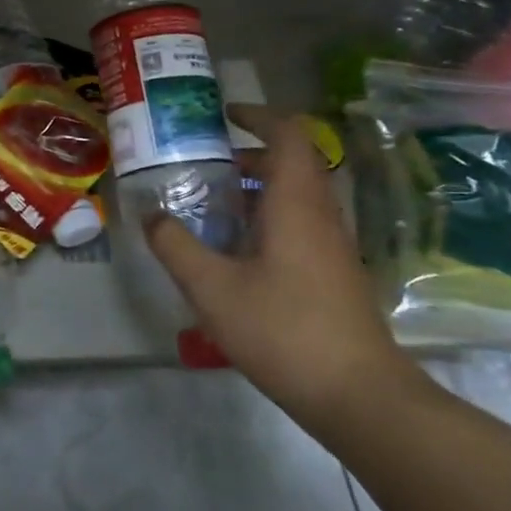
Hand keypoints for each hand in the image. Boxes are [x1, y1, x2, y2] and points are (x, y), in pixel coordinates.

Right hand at [144, 107, 424, 434]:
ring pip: (295, 196)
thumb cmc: (283, 329)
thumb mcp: (211, 287)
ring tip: (209, 204)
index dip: (258, 115)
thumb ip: (176, 245)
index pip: (289, 135)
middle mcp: (320, 215)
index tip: (223, 115)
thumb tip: (152, 215)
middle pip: (291, 163)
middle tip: (202, 163)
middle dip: (246, 153)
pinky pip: (299, 224)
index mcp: (296, 204)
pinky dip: (265, 217)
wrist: (358, 396)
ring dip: (255, 188)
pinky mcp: (334, 273)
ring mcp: (332, 246)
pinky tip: (234, 250)